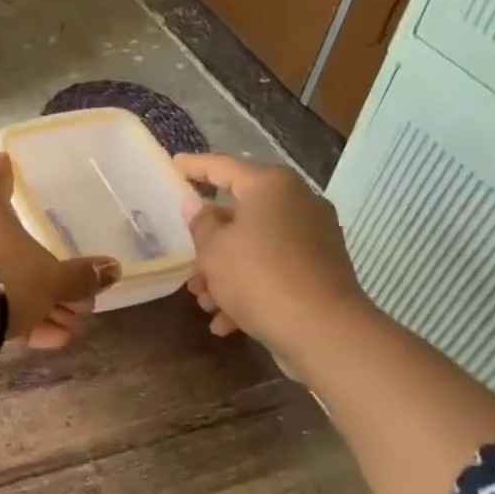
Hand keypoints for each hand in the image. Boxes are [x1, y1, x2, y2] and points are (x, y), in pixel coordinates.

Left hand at [0, 154, 120, 349]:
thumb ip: (80, 276)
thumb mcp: (51, 278)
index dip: (3, 173)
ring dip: (36, 305)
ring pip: (0, 282)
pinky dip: (15, 321)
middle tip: (77, 297)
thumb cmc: (3, 276)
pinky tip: (48, 341)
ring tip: (69, 327)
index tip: (4, 160)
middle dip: (44, 274)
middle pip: (8, 246)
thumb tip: (113, 269)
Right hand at [173, 153, 369, 361]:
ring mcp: (312, 236)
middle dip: (209, 245)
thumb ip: (201, 224)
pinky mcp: (319, 268)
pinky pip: (274, 270)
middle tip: (186, 265)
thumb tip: (197, 205)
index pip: (223, 167)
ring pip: (254, 247)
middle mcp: (297, 203)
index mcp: (270, 186)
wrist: (320, 328)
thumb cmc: (258, 277)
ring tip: (204, 303)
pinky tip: (226, 322)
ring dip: (224, 274)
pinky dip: (249, 290)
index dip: (195, 167)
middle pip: (240, 215)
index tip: (174, 165)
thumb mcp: (214, 251)